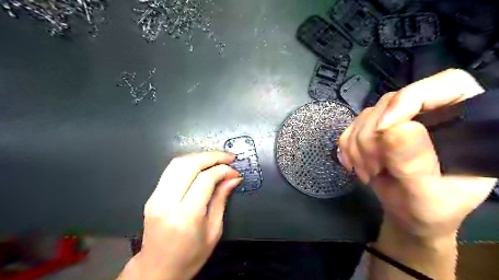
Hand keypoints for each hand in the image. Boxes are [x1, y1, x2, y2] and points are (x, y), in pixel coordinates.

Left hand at [118, 152, 240, 279]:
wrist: (157, 270)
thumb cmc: (190, 256)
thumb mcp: (214, 231)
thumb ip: (222, 199)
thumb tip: (233, 178)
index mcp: (186, 216)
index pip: (206, 179)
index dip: (223, 170)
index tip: (235, 171)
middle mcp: (168, 203)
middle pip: (189, 165)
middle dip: (212, 156)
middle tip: (228, 157)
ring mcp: (156, 197)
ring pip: (178, 163)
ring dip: (200, 156)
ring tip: (217, 158)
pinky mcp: (152, 195)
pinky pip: (171, 170)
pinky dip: (189, 162)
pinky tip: (201, 164)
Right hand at [337, 68, 496, 238]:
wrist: (408, 215)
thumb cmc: (430, 210)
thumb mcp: (428, 196)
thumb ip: (415, 164)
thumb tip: (396, 128)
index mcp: (464, 123)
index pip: (445, 85)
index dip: (410, 99)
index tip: (384, 129)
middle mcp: (430, 114)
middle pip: (391, 102)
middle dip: (373, 137)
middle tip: (374, 168)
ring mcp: (398, 120)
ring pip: (366, 115)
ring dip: (358, 146)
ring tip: (367, 172)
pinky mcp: (375, 129)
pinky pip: (351, 127)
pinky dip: (348, 147)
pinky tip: (355, 165)